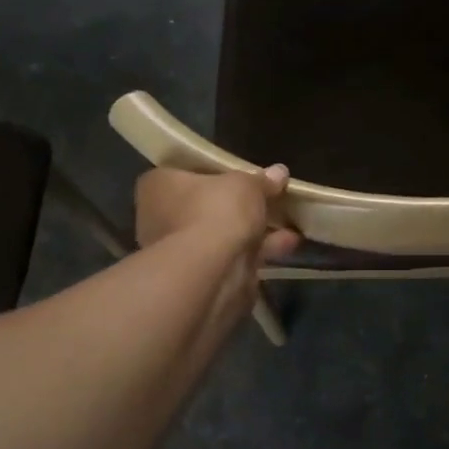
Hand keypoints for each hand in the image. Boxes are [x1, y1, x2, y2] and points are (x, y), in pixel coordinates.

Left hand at [134, 166, 299, 264]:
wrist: (208, 271)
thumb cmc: (215, 211)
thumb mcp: (246, 185)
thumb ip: (263, 179)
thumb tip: (279, 172)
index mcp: (159, 185)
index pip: (185, 172)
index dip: (216, 173)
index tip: (242, 176)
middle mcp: (160, 217)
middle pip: (206, 206)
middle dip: (241, 206)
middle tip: (271, 200)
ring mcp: (178, 250)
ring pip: (222, 234)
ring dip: (256, 230)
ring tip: (289, 225)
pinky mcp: (199, 276)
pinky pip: (233, 256)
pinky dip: (259, 251)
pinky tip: (288, 245)